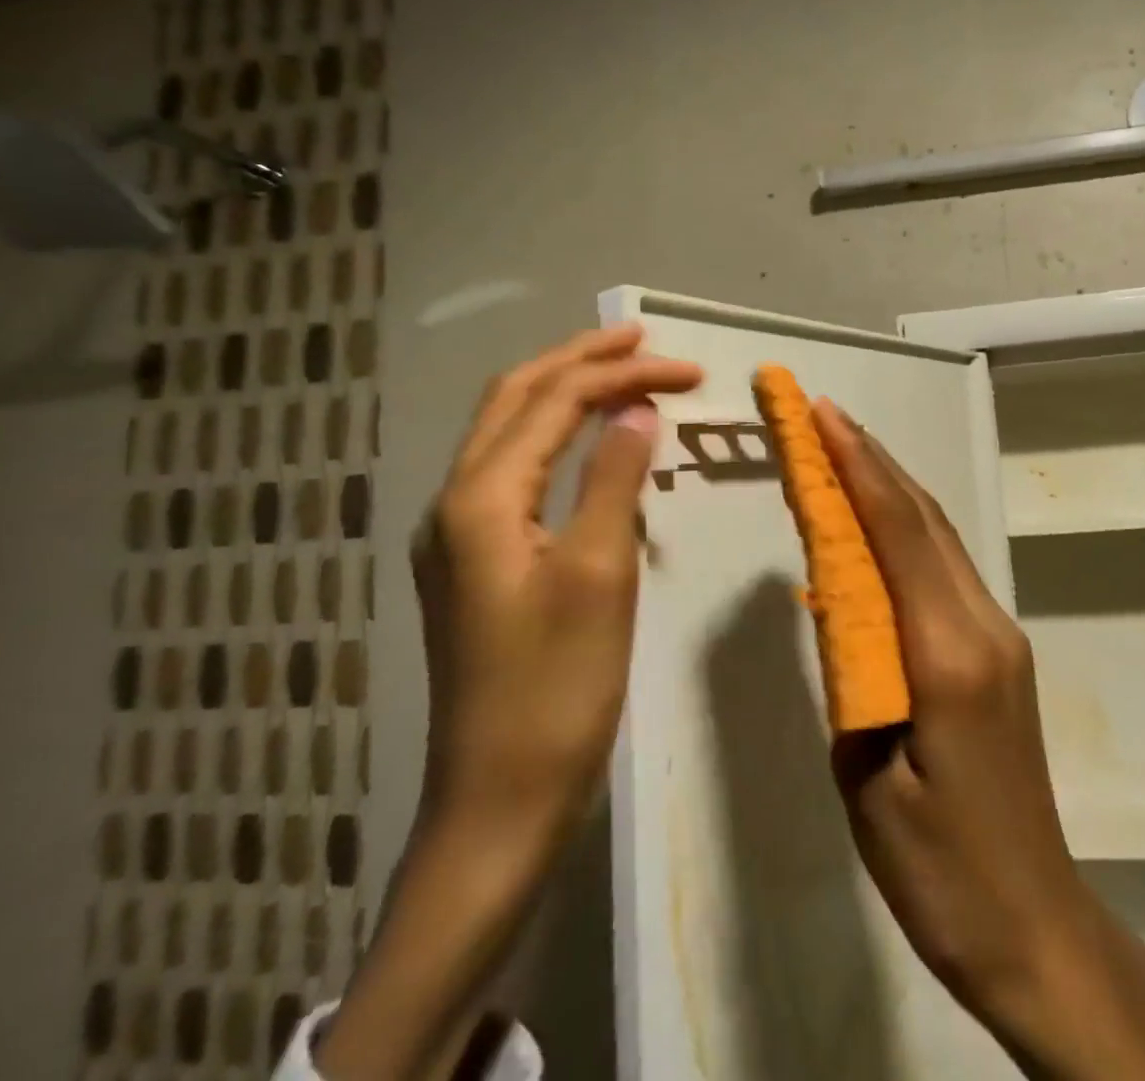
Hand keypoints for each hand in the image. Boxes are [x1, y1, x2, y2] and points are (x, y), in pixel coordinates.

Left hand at [411, 324, 700, 848]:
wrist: (497, 803)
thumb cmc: (555, 688)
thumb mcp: (597, 573)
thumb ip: (613, 479)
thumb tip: (637, 411)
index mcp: (479, 498)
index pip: (556, 402)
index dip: (623, 375)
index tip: (689, 371)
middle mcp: (455, 502)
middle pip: (516, 399)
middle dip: (581, 361)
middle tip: (643, 341)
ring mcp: (457, 534)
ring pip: (509, 433)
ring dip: (565, 394)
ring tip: (621, 374)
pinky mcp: (474, 563)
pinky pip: (514, 472)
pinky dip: (556, 439)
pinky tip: (590, 445)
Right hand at [816, 403, 1144, 1080]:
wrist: (1032, 922)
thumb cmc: (938, 870)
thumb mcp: (867, 775)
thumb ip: (854, 671)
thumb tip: (836, 596)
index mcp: (950, 654)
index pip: (898, 533)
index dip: (858, 467)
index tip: (822, 416)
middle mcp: (984, 624)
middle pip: (924, 518)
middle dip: (870, 458)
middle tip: (822, 415)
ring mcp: (999, 632)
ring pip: (939, 535)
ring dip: (890, 484)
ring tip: (842, 449)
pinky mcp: (998, 649)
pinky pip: (945, 567)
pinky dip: (906, 526)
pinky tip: (876, 520)